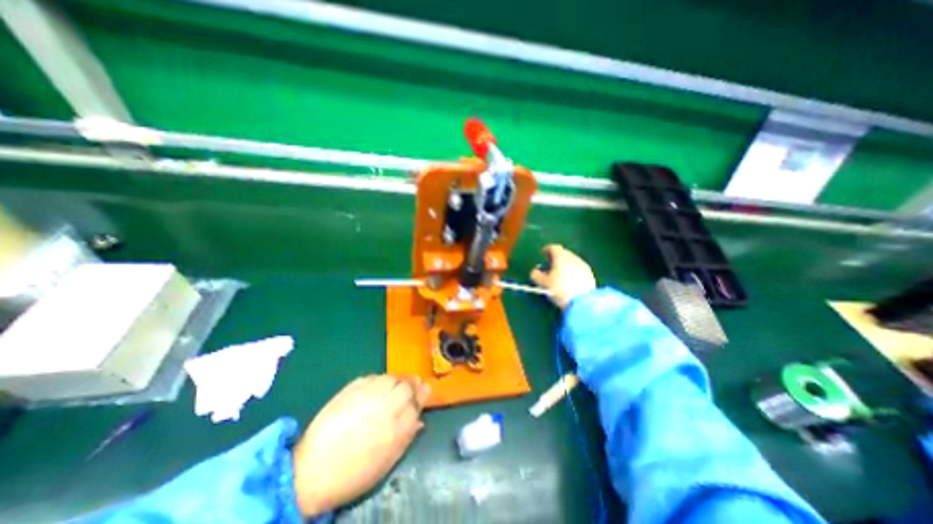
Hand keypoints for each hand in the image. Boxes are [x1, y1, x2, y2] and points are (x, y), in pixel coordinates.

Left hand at [291, 375, 429, 518]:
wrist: (313, 472)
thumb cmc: (354, 473)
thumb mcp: (387, 462)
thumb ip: (407, 438)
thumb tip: (420, 420)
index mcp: (397, 427)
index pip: (417, 402)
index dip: (422, 394)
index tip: (425, 389)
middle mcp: (386, 406)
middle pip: (406, 386)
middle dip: (412, 383)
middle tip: (413, 383)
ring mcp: (369, 395)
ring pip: (391, 378)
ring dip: (397, 379)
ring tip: (397, 383)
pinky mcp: (352, 388)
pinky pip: (373, 377)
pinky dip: (380, 379)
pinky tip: (379, 385)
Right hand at [529, 244, 592, 308]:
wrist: (583, 303)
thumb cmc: (559, 290)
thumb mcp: (543, 284)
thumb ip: (535, 275)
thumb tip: (535, 271)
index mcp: (561, 257)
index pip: (553, 247)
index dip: (547, 249)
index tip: (542, 254)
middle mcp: (573, 258)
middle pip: (563, 253)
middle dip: (556, 257)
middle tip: (550, 264)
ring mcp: (583, 265)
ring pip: (572, 260)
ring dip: (565, 264)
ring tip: (560, 273)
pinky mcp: (590, 274)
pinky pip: (578, 268)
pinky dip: (572, 270)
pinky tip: (570, 280)